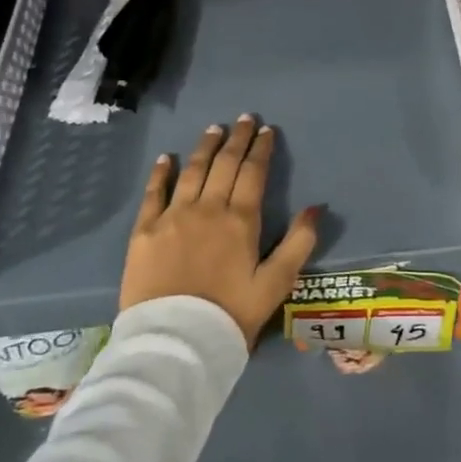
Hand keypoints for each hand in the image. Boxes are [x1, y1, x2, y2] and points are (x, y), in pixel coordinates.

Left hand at [119, 116, 322, 347]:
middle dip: (237, 138)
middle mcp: (208, 208)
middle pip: (224, 164)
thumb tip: (315, 207)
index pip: (254, 173)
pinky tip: (168, 158)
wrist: (175, 342)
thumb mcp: (276, 283)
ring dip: (205, 147)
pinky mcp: (145, 231)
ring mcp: (173, 217)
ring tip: (213, 128)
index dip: (261, 149)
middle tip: (244, 119)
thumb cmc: (231, 314)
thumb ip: (299, 243)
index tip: (267, 131)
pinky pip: (154, 193)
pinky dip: (161, 172)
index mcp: (241, 220)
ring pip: (192, 171)